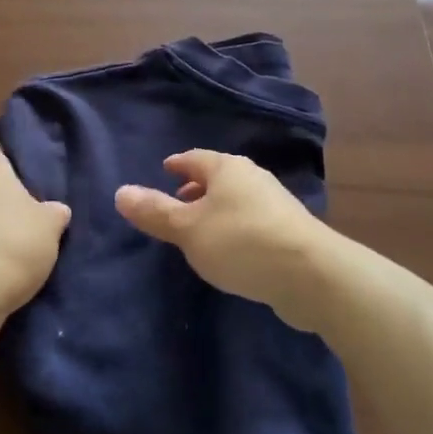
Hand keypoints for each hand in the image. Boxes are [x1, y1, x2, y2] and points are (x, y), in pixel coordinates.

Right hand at [115, 150, 334, 330]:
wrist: (311, 275)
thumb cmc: (241, 242)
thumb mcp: (188, 229)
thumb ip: (154, 212)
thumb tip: (120, 192)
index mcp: (227, 168)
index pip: (194, 158)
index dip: (177, 164)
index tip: (165, 170)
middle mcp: (252, 177)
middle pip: (217, 177)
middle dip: (196, 188)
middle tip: (176, 203)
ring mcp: (275, 204)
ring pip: (236, 200)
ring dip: (216, 211)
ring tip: (199, 231)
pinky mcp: (290, 231)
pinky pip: (251, 221)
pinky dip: (234, 228)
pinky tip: (230, 250)